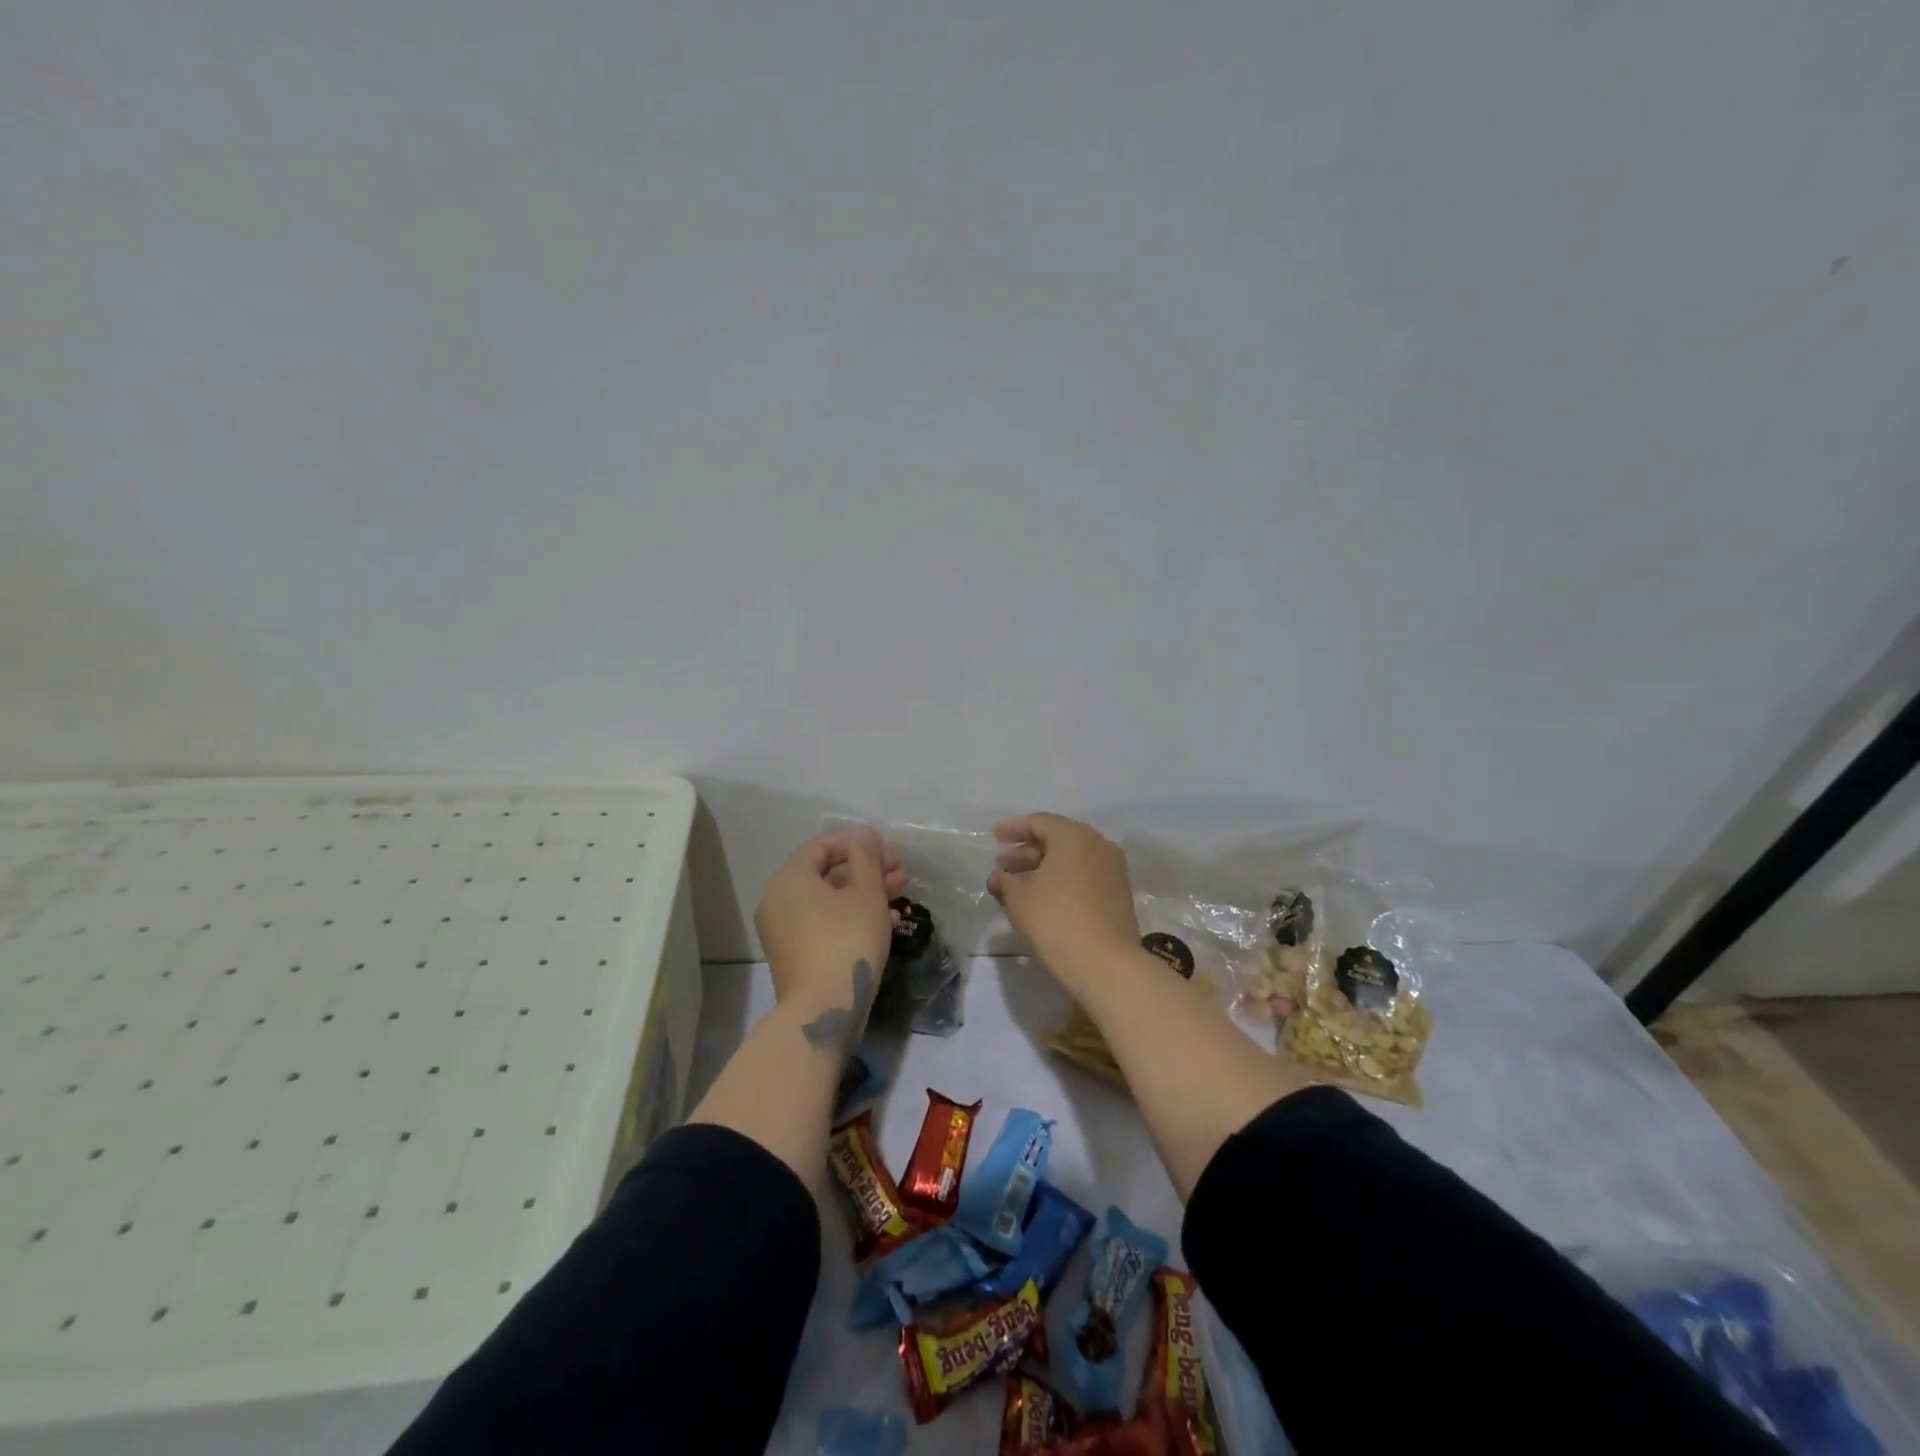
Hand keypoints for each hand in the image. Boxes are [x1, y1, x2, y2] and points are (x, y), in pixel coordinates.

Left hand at [755, 827, 906, 1005]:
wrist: (823, 1009)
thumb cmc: (847, 939)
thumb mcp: (866, 893)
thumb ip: (867, 857)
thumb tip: (864, 834)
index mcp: (790, 878)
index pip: (823, 846)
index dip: (858, 844)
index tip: (889, 853)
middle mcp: (779, 900)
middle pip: (827, 873)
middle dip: (867, 870)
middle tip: (901, 874)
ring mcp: (783, 931)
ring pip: (829, 901)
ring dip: (865, 894)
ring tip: (900, 896)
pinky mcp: (794, 956)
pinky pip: (824, 924)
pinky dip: (851, 918)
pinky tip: (886, 922)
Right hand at [987, 813, 1139, 989]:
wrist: (1106, 965)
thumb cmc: (1055, 920)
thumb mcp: (1018, 898)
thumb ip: (1004, 881)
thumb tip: (999, 877)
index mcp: (1074, 836)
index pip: (1038, 822)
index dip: (1013, 828)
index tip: (993, 837)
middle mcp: (1098, 845)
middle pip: (1056, 840)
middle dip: (1026, 852)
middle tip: (1002, 869)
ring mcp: (1113, 870)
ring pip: (1071, 860)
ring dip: (1042, 869)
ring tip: (1017, 888)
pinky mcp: (1119, 895)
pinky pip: (1083, 876)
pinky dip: (1061, 881)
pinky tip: (1042, 900)